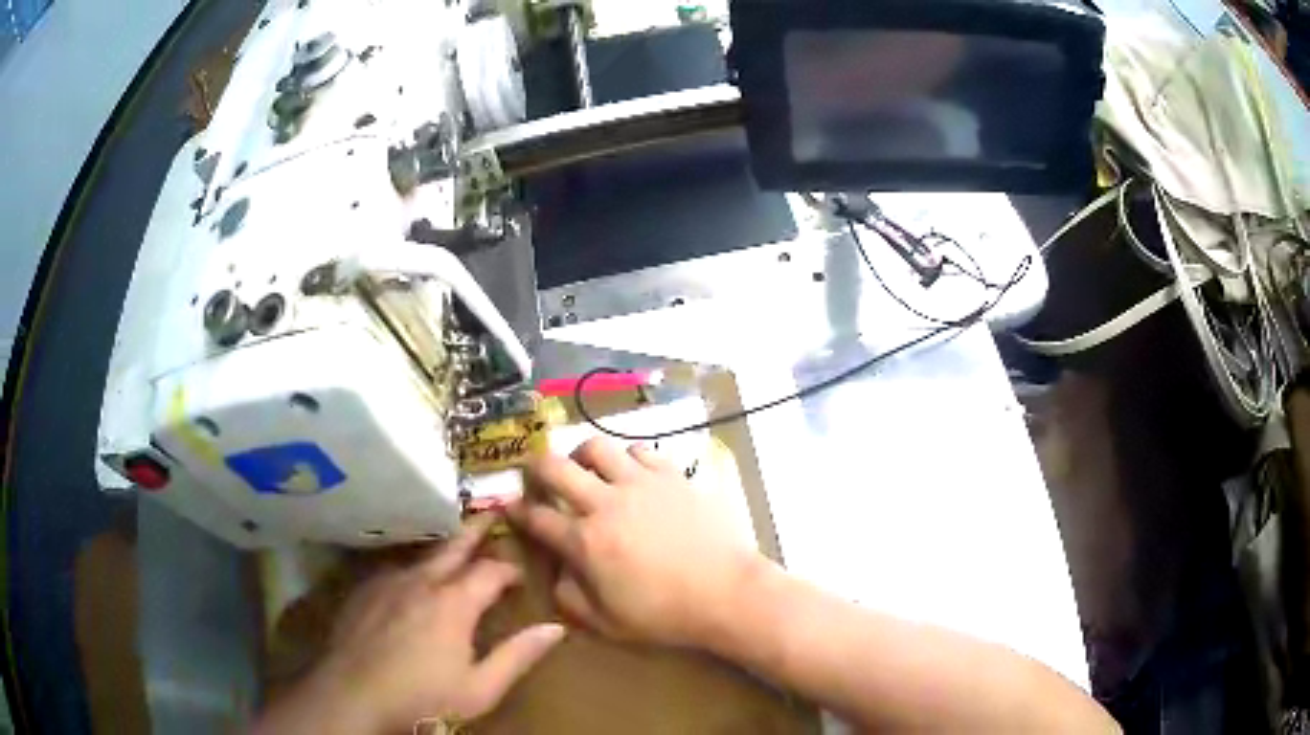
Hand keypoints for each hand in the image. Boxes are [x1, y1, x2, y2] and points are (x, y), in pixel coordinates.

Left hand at [253, 514, 565, 734]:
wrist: (352, 695)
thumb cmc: (422, 698)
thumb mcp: (481, 688)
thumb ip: (518, 655)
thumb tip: (556, 628)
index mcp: (454, 604)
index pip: (491, 571)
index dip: (510, 569)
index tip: (521, 575)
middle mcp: (421, 582)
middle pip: (454, 546)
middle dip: (475, 529)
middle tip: (492, 511)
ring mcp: (388, 583)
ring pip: (422, 557)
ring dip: (444, 551)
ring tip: (455, 550)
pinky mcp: (364, 591)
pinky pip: (396, 572)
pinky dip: (413, 572)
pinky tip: (412, 586)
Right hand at [509, 437, 762, 648]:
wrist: (727, 593)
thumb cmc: (666, 615)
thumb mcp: (608, 623)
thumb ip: (571, 597)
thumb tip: (557, 573)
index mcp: (586, 541)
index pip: (536, 517)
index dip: (516, 511)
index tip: (511, 508)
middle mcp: (605, 503)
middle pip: (553, 466)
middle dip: (534, 467)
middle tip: (537, 475)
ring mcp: (640, 483)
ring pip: (596, 446)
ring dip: (581, 456)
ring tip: (586, 470)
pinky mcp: (672, 474)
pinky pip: (639, 450)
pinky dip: (627, 460)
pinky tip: (632, 476)